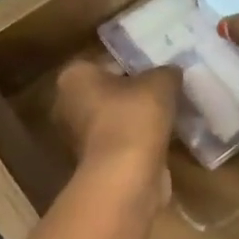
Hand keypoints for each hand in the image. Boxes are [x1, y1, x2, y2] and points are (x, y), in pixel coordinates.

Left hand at [51, 58, 180, 212]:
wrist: (126, 177)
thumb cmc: (134, 117)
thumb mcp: (161, 82)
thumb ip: (166, 72)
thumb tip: (171, 73)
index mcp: (73, 77)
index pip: (106, 61)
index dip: (134, 62)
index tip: (158, 67)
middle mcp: (67, 105)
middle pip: (108, 91)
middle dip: (134, 92)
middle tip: (166, 90)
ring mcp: (78, 138)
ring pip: (115, 119)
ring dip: (138, 119)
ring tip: (171, 114)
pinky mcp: (95, 164)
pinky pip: (121, 142)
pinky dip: (139, 141)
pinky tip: (165, 138)